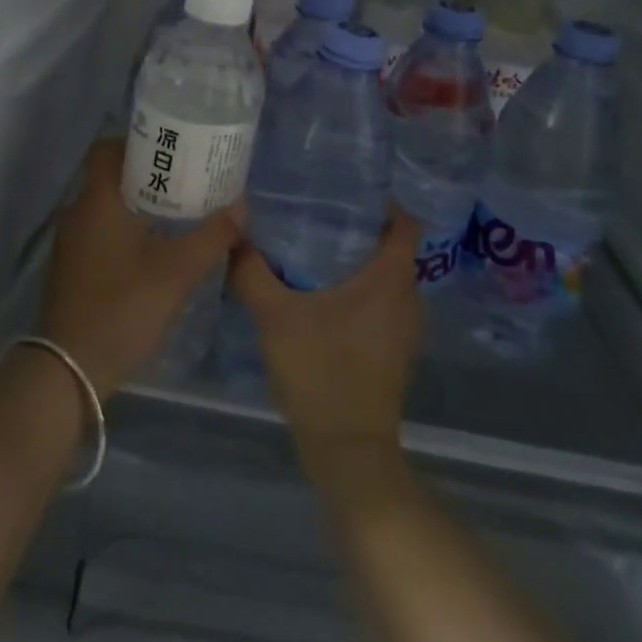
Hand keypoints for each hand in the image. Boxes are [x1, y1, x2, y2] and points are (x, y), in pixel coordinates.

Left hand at [37, 139, 242, 394]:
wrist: (70, 369)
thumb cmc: (123, 306)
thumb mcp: (177, 271)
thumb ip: (212, 236)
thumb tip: (241, 207)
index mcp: (97, 199)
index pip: (108, 148)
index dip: (138, 142)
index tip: (172, 149)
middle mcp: (78, 211)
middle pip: (112, 176)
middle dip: (148, 174)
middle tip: (188, 180)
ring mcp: (71, 242)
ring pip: (107, 205)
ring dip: (139, 204)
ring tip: (179, 212)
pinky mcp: (72, 267)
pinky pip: (101, 231)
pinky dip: (126, 229)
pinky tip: (155, 249)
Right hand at [228, 207, 421, 469]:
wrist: (348, 452)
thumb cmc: (320, 373)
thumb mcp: (276, 317)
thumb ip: (252, 271)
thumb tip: (234, 233)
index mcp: (390, 280)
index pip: (405, 222)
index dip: (382, 201)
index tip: (345, 190)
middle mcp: (407, 298)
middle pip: (394, 245)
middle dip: (361, 226)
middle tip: (318, 211)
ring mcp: (405, 327)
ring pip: (388, 275)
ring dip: (360, 258)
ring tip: (316, 244)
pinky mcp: (395, 349)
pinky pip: (383, 301)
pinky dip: (361, 288)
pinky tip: (323, 291)